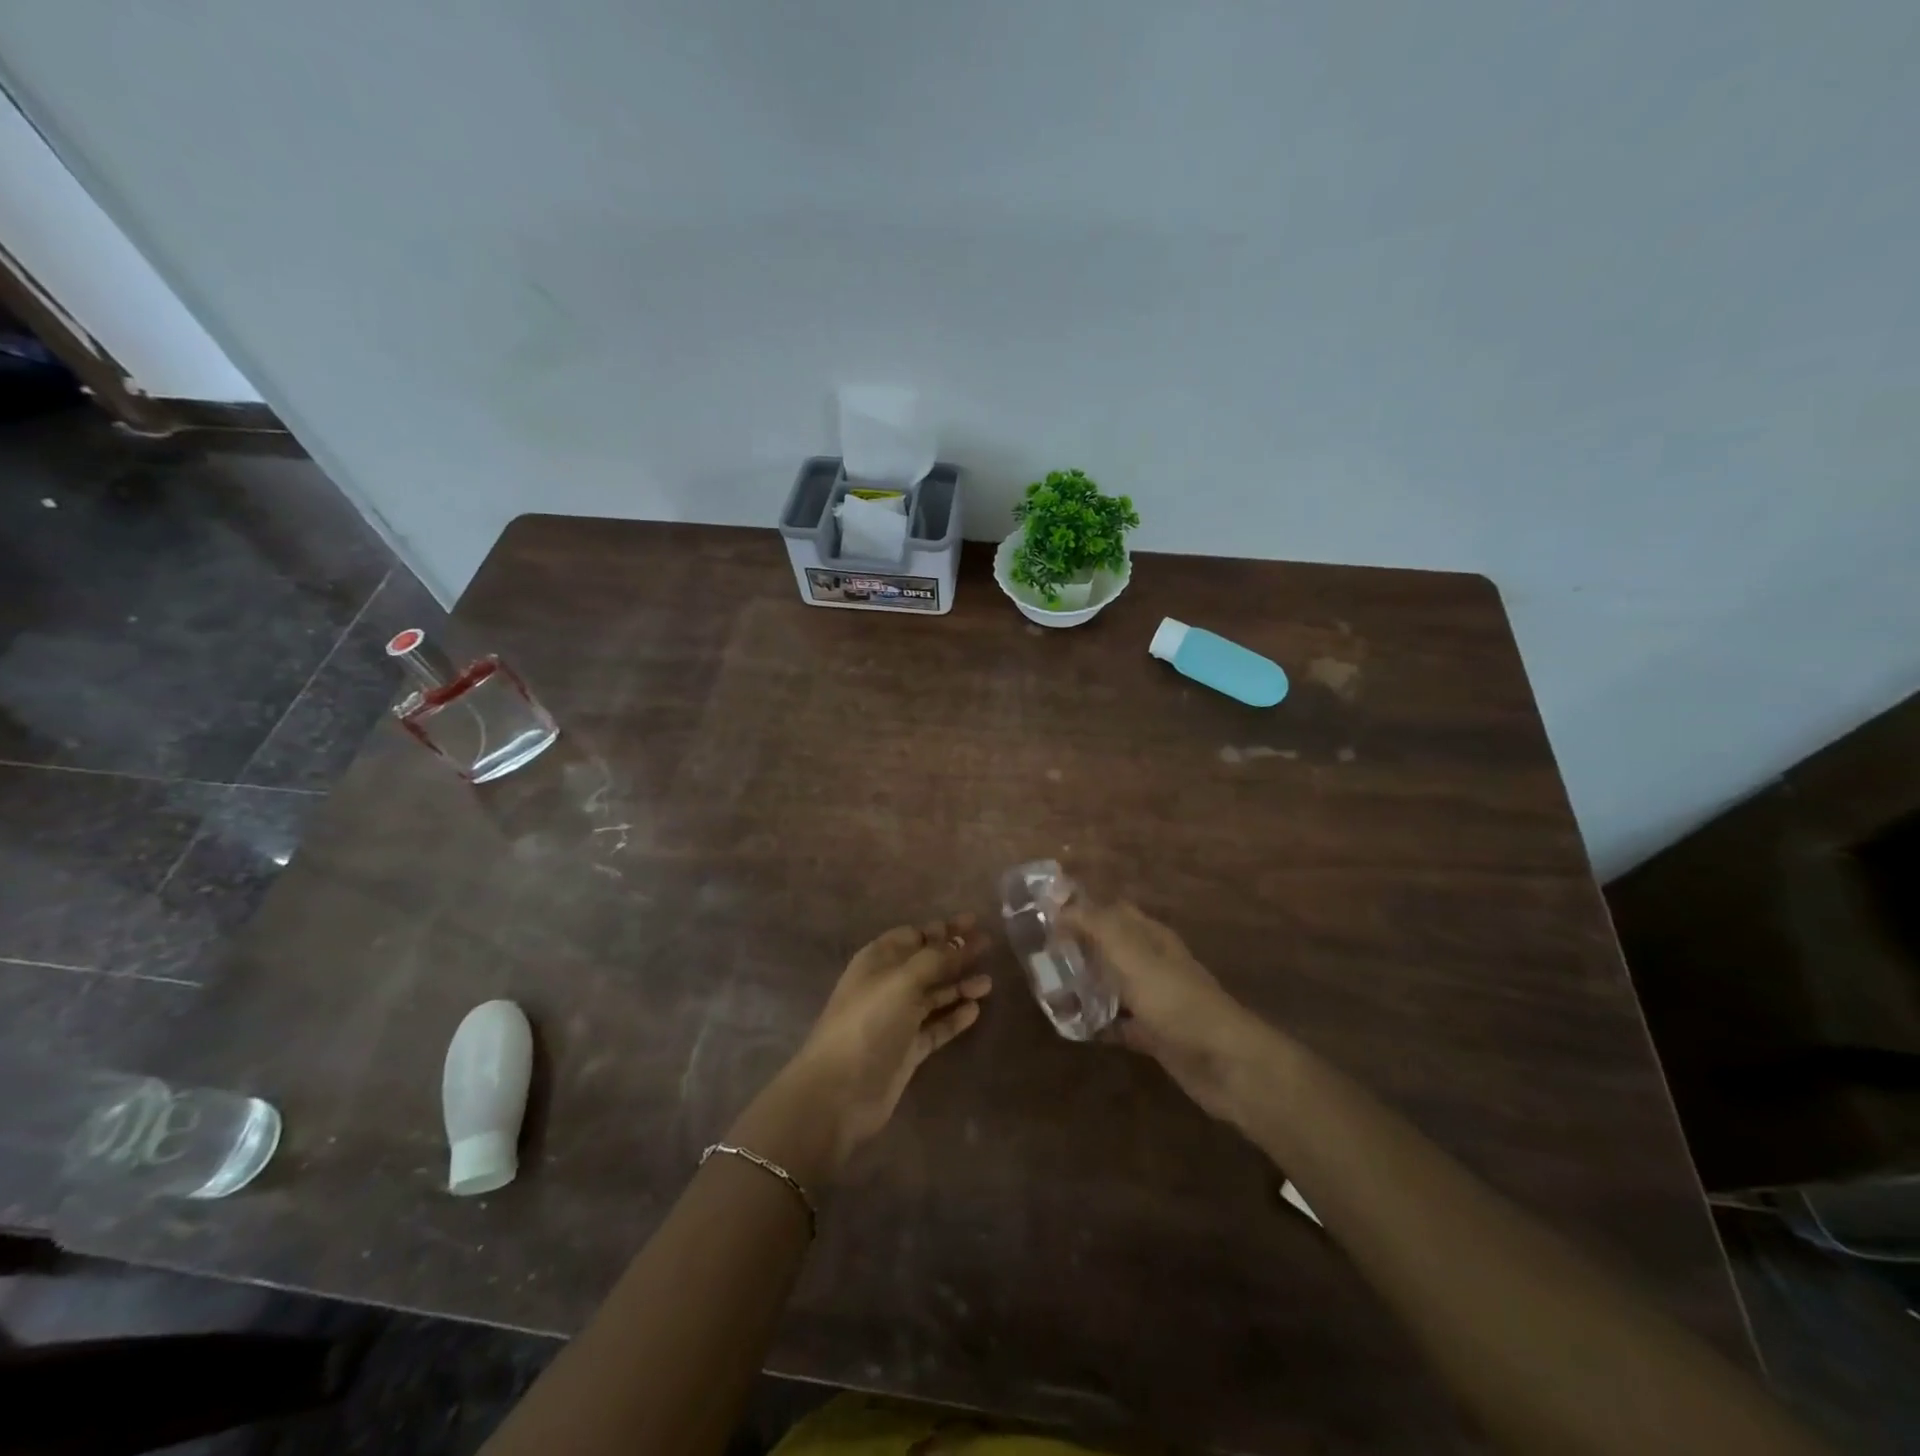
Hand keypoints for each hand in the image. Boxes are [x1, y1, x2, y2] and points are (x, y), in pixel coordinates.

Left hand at [731, 916, 992, 1181]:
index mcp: (878, 960)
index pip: (914, 935)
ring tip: (988, 982)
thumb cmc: (869, 1023)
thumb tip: (961, 940)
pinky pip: (936, 1026)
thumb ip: (935, 958)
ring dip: (959, 985)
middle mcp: (887, 985)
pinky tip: (975, 1010)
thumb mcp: (903, 980)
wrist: (839, 1091)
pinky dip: (954, 1017)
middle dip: (956, 953)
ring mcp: (897, 1019)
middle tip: (989, 945)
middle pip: (927, 962)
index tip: (974, 922)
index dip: (943, 928)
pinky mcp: (907, 1049)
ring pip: (934, 995)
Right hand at [1063, 899, 1256, 1120]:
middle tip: (1036, 952)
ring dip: (1084, 983)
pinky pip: (1118, 1022)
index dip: (1081, 908)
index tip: (1043, 913)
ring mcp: (1155, 1000)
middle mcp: (1152, 963)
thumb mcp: (1133, 956)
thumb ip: (1098, 926)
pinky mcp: (1154, 1034)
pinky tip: (1071, 1025)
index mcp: (1151, 937)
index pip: (1112, 910)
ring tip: (1045, 987)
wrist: (1226, 1064)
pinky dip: (1097, 1022)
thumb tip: (1060, 904)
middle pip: (1110, 946)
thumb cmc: (1177, 1002)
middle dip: (1077, 946)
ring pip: (1112, 983)